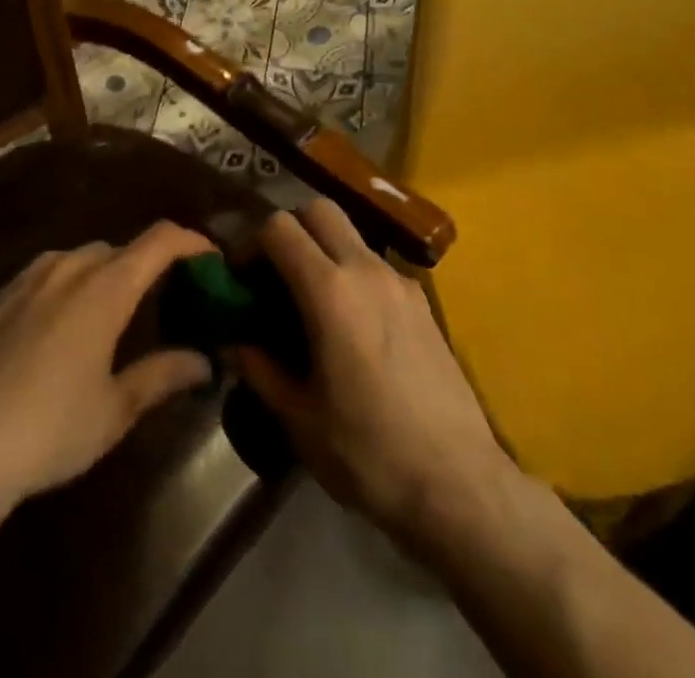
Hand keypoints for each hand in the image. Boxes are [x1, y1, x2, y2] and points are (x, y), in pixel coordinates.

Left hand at [0, 220, 216, 514]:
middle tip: (164, 302)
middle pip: (121, 249)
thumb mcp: (115, 410)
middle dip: (147, 266)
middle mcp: (69, 268)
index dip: (191, 242)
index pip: (160, 240)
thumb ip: (161, 375)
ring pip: (81, 258)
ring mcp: (29, 279)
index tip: (212, 261)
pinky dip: (70, 283)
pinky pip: (47, 273)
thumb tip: (204, 361)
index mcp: (105, 288)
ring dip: (106, 273)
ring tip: (113, 314)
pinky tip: (62, 324)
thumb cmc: (49, 430)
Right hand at [232, 202, 515, 545]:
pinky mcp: (423, 301)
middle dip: (291, 229)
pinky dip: (353, 274)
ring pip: (351, 235)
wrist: (460, 484)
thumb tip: (235, 343)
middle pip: (320, 210)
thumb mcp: (300, 419)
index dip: (252, 244)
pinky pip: (376, 265)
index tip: (242, 278)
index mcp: (330, 290)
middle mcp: (366, 269)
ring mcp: (400, 281)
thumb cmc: (369, 453)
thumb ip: (260, 370)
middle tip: (275, 274)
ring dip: (324, 250)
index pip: (280, 227)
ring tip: (312, 302)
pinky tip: (353, 326)